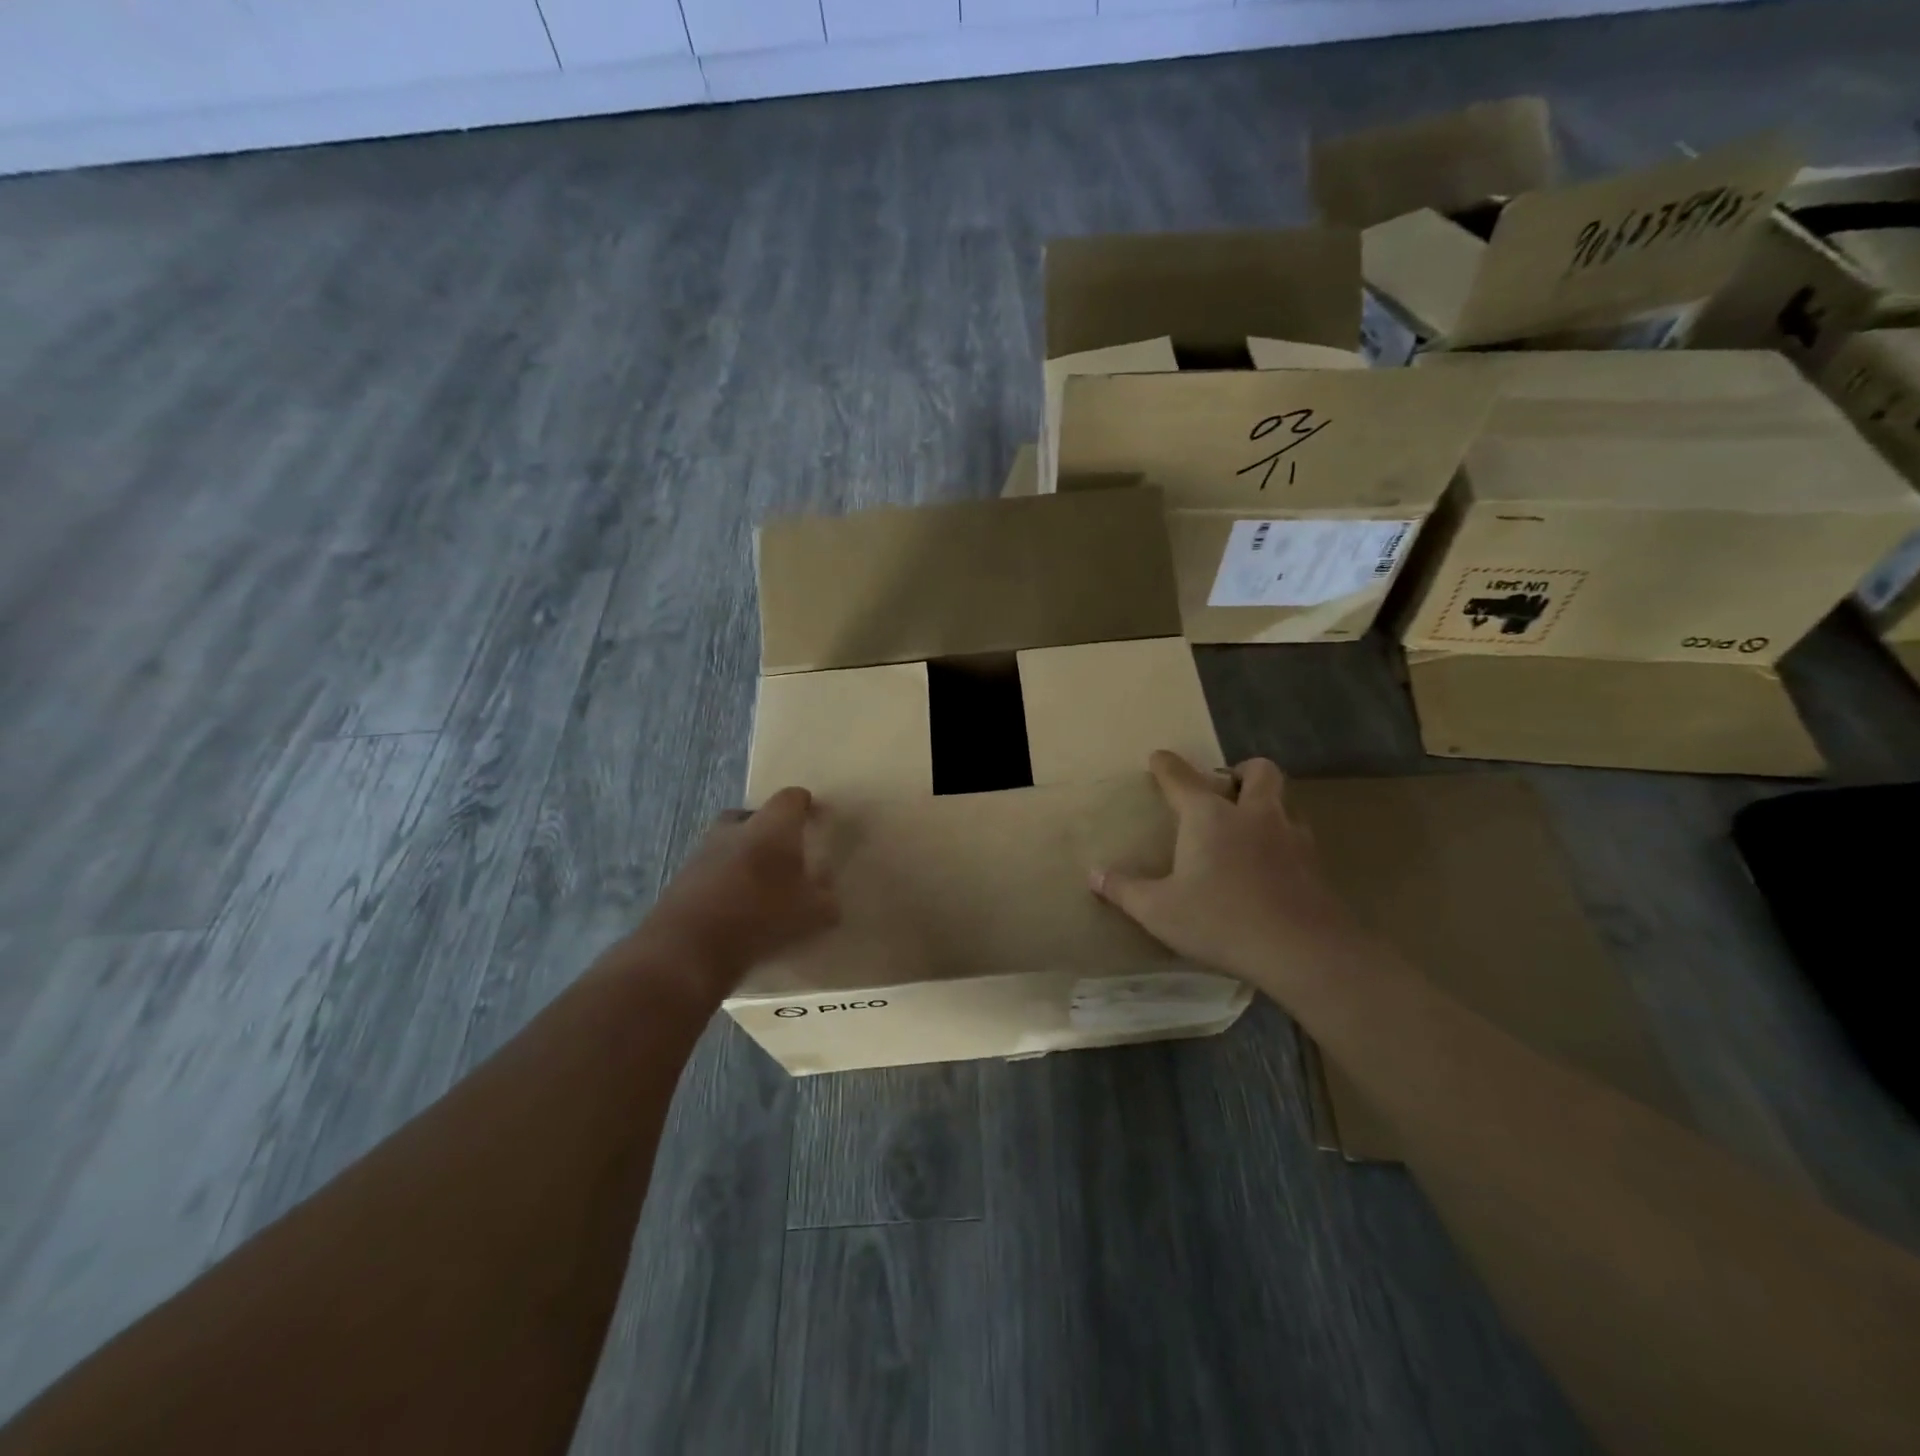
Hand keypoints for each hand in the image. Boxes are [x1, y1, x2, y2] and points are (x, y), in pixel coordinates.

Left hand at [631, 787, 838, 994]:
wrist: (689, 946)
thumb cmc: (761, 915)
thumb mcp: (812, 914)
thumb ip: (826, 902)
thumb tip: (829, 899)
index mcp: (772, 826)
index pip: (792, 798)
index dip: (806, 805)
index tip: (816, 818)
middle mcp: (736, 828)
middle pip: (754, 815)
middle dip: (769, 828)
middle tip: (784, 851)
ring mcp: (704, 851)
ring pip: (729, 842)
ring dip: (744, 856)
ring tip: (759, 884)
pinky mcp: (683, 878)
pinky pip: (712, 870)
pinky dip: (725, 881)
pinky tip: (736, 907)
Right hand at [1092, 751, 1368, 996]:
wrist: (1302, 950)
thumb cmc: (1221, 921)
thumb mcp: (1159, 911)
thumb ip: (1125, 890)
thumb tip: (1094, 874)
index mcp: (1209, 817)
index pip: (1181, 778)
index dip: (1166, 765)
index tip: (1158, 758)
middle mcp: (1253, 814)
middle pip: (1258, 771)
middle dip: (1241, 771)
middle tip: (1226, 789)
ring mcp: (1291, 836)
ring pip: (1284, 802)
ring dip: (1267, 806)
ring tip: (1249, 828)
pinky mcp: (1315, 864)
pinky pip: (1298, 837)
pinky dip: (1283, 840)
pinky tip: (1271, 866)